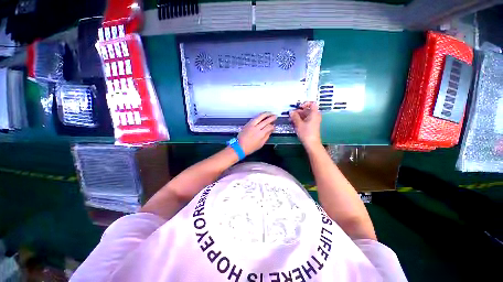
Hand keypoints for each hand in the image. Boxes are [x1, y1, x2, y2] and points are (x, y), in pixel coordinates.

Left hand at [238, 112, 276, 154]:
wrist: (240, 146)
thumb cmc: (250, 147)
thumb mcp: (261, 144)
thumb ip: (266, 136)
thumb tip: (270, 131)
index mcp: (260, 134)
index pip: (269, 127)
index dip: (273, 126)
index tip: (274, 126)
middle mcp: (256, 128)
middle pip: (265, 121)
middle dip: (271, 118)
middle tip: (275, 116)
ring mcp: (251, 125)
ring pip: (260, 117)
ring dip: (266, 114)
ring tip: (270, 112)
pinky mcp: (247, 124)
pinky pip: (255, 118)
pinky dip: (259, 115)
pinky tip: (262, 115)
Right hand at [289, 101, 321, 147]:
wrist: (311, 143)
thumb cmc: (306, 133)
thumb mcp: (298, 124)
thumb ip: (294, 116)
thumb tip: (291, 112)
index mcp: (314, 114)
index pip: (312, 104)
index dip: (305, 103)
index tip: (298, 107)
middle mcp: (315, 116)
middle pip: (307, 110)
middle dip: (298, 111)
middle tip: (292, 114)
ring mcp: (313, 121)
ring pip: (305, 115)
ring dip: (298, 116)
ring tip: (291, 119)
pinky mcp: (311, 125)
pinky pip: (305, 120)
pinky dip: (300, 120)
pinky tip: (294, 123)